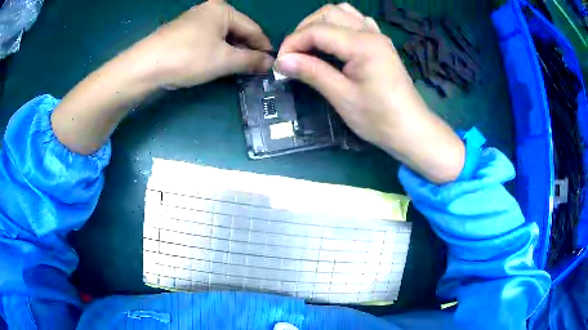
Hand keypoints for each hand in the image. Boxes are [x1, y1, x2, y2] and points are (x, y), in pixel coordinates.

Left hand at [52, 0, 273, 154]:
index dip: (264, 47)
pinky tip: (216, 64)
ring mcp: (193, 21)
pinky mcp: (181, 33)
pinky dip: (216, 53)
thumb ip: (250, 60)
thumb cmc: (188, 58)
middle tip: (255, 70)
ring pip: (222, 37)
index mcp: (223, 10)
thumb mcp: (224, 60)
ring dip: (232, 53)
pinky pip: (207, 41)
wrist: (144, 67)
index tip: (272, 63)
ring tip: (238, 69)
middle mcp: (209, 11)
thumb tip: (270, 63)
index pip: (252, 28)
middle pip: (237, 31)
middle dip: (247, 50)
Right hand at [275, 3, 464, 182]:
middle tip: (294, 55)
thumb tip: (281, 61)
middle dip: (304, 30)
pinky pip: (356, 21)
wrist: (411, 130)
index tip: (281, 64)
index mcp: (362, 44)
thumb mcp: (342, 97)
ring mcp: (378, 36)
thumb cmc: (379, 118)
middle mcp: (370, 32)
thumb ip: (312, 72)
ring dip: (320, 24)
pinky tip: (334, 43)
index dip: (293, 43)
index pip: (316, 30)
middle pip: (327, 13)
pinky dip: (338, 26)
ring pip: (342, 12)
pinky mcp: (380, 43)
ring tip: (310, 46)